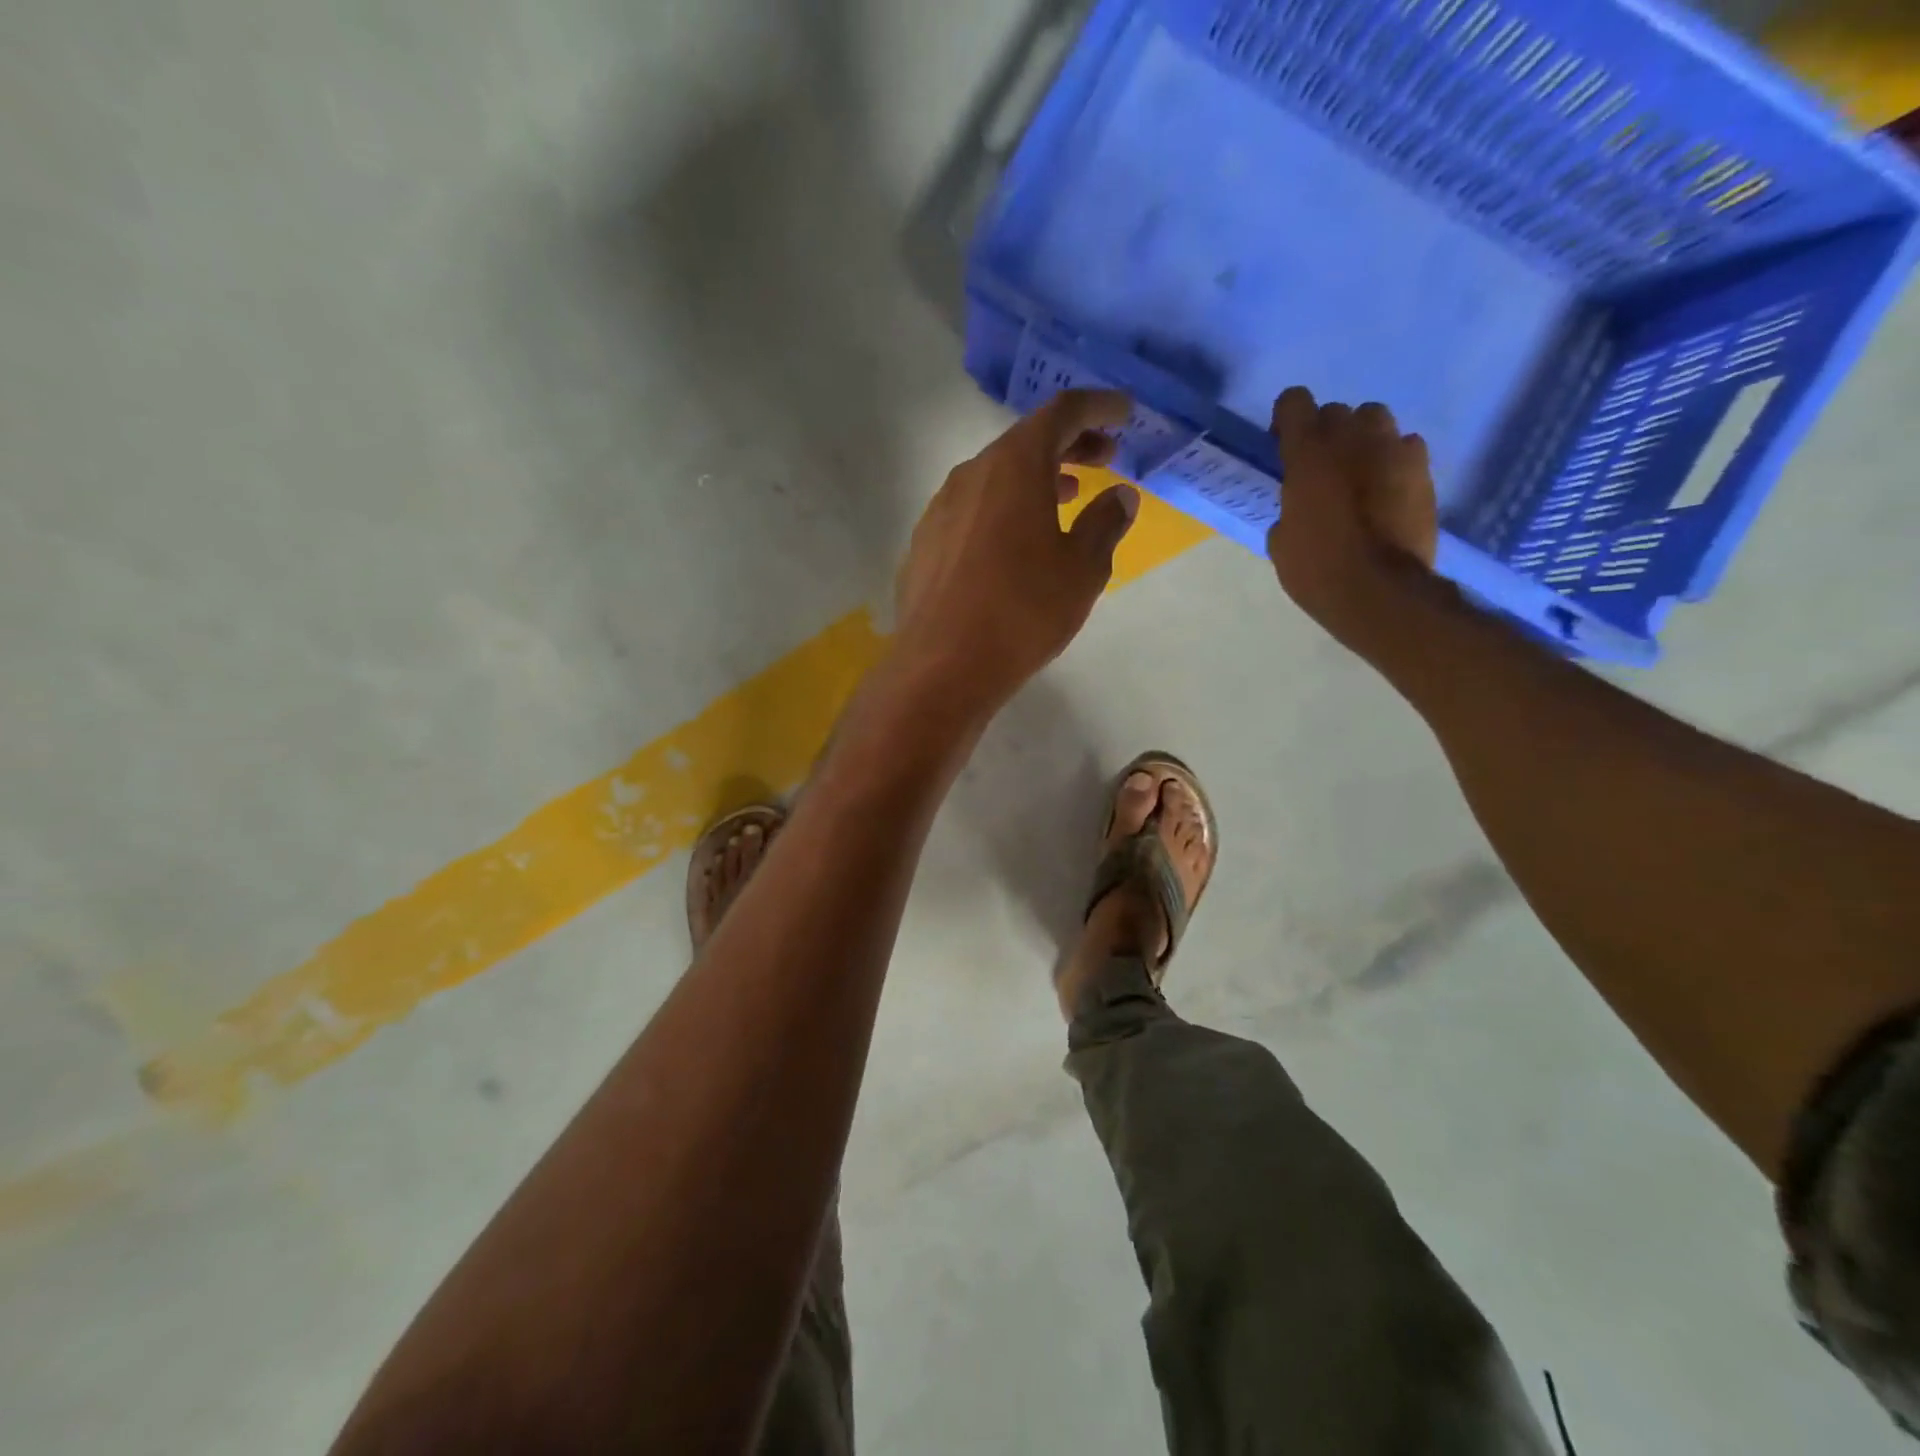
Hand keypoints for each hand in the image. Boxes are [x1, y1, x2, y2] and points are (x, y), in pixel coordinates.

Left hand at [892, 389, 1140, 716]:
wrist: (942, 665)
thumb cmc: (1023, 611)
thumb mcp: (1082, 569)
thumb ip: (1105, 523)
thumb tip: (1119, 497)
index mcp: (1014, 466)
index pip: (1061, 413)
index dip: (1098, 407)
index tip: (1125, 414)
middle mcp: (971, 475)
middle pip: (1024, 442)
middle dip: (1069, 444)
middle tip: (1103, 458)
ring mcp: (940, 509)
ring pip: (995, 478)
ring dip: (1034, 480)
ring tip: (1064, 498)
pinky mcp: (924, 544)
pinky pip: (972, 511)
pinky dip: (1002, 510)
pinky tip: (1015, 543)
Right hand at [1265, 387, 1438, 645]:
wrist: (1379, 591)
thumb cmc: (1317, 569)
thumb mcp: (1281, 542)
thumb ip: (1289, 508)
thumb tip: (1299, 507)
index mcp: (1308, 453)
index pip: (1294, 401)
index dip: (1287, 420)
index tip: (1284, 445)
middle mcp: (1352, 438)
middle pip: (1337, 412)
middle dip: (1326, 434)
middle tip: (1321, 468)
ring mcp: (1394, 450)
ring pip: (1375, 420)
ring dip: (1362, 439)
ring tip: (1358, 473)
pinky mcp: (1423, 469)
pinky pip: (1405, 447)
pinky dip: (1393, 461)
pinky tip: (1387, 489)